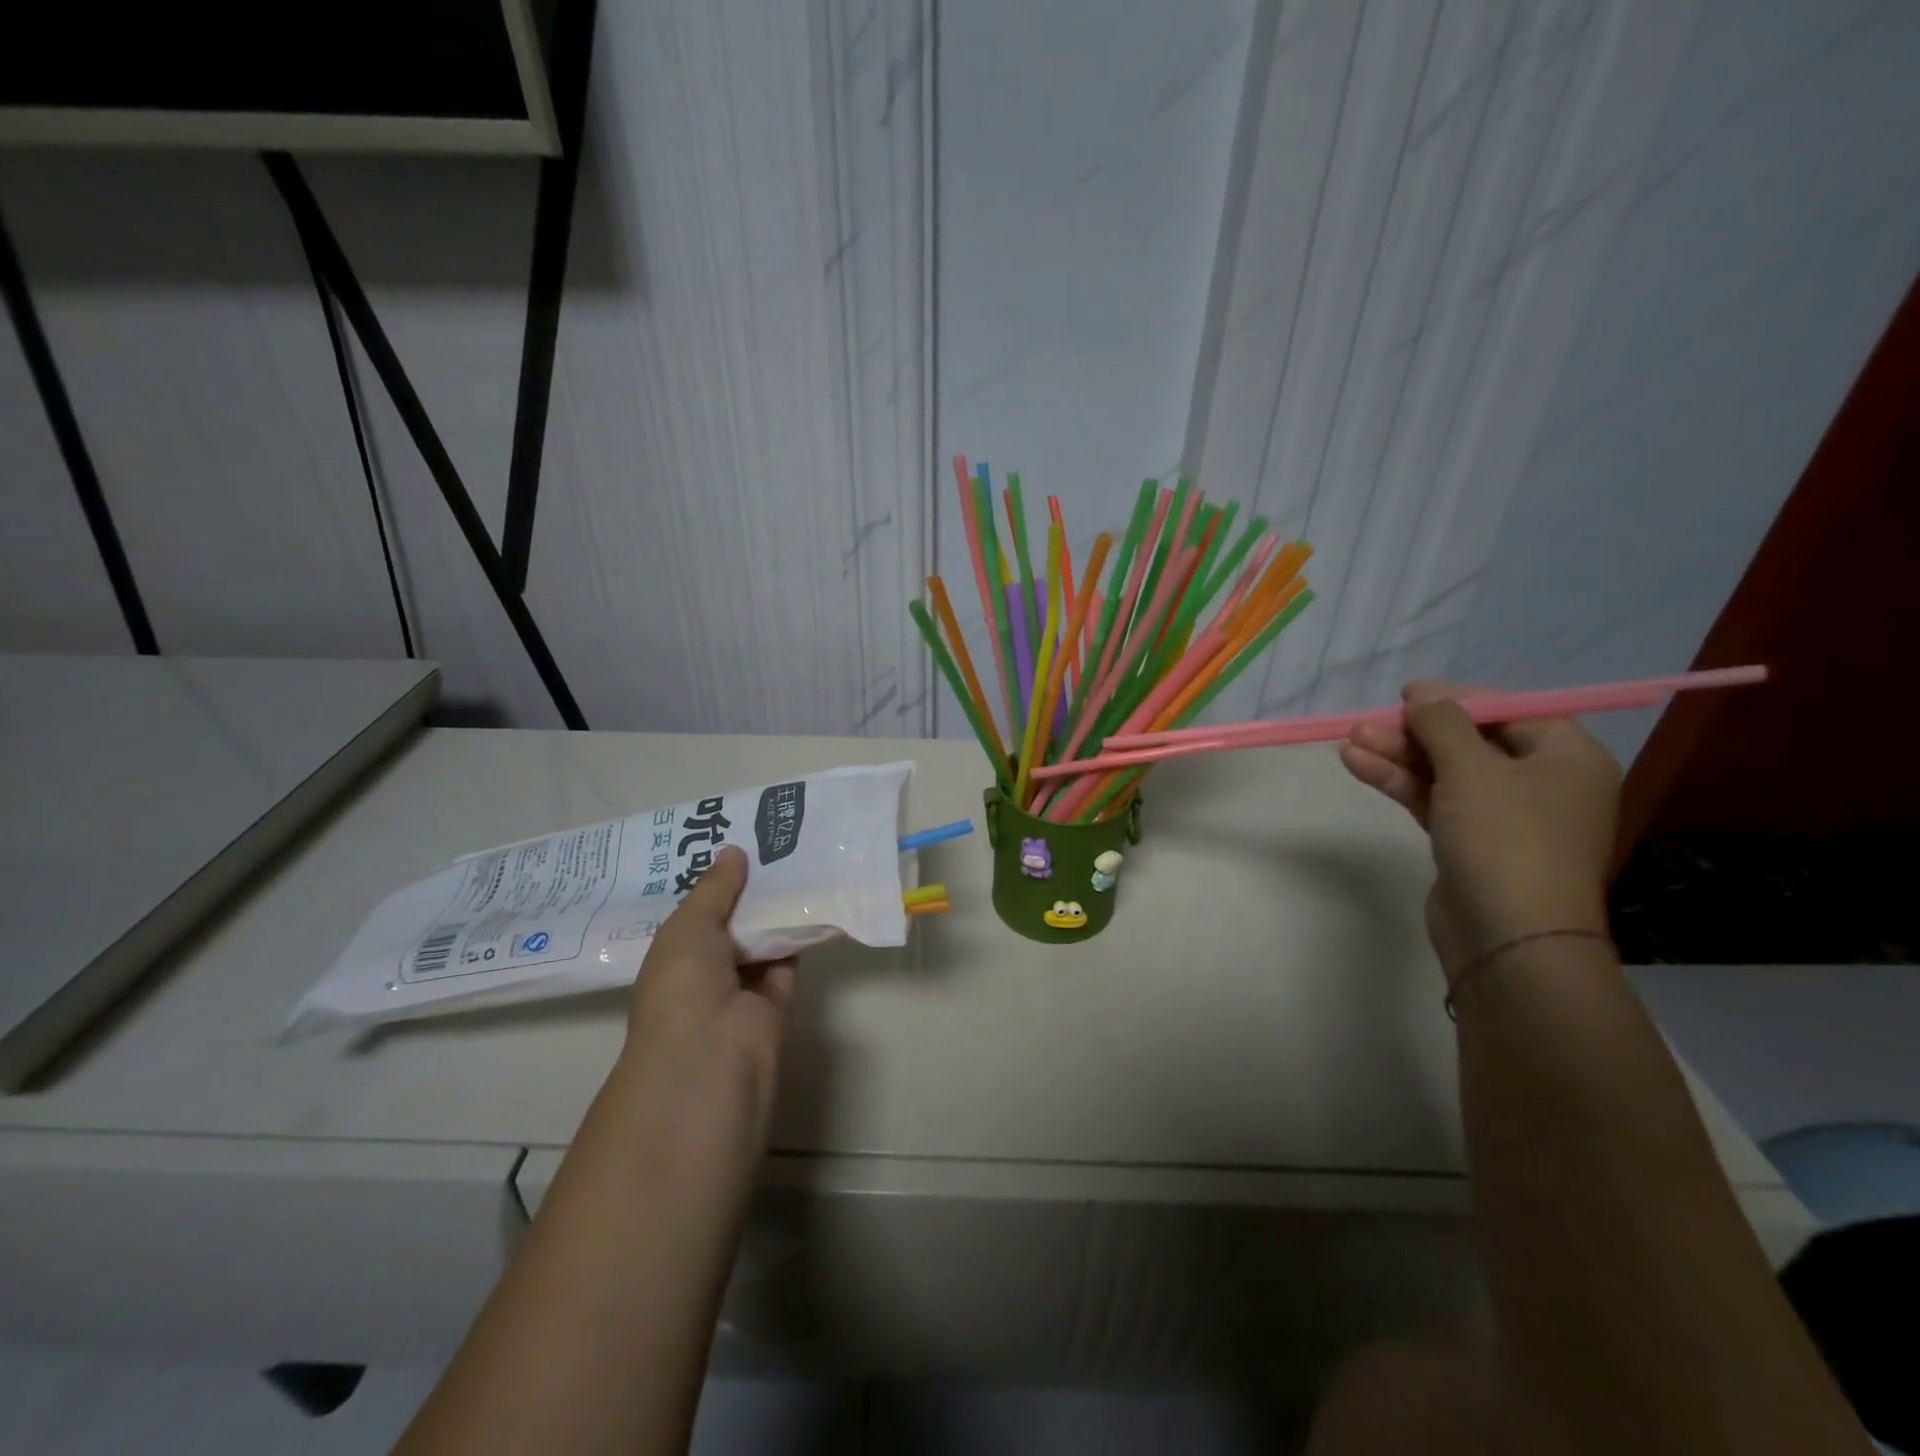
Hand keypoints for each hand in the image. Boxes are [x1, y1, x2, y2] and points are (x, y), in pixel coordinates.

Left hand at [622, 845, 795, 1142]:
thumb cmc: (682, 985)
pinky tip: (818, 895)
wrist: (711, 1056)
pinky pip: (791, 957)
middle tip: (777, 839)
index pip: (697, 909)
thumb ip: (715, 888)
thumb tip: (735, 850)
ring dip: (779, 906)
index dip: (715, 878)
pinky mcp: (778, 998)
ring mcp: (743, 986)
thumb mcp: (689, 926)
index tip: (739, 838)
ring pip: (764, 937)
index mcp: (674, 952)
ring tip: (802, 855)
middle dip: (751, 886)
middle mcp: (706, 968)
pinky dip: (803, 932)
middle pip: (734, 919)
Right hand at [1338, 681, 1620, 977]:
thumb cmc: (1506, 839)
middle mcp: (1541, 784)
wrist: (1509, 938)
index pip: (1512, 712)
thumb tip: (1422, 694)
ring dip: (1398, 756)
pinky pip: (1434, 800)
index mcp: (1567, 759)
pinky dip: (1400, 783)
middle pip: (1471, 743)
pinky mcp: (1469, 843)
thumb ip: (1443, 724)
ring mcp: (1504, 818)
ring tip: (1350, 741)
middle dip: (1415, 733)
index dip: (1459, 700)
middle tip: (1367, 723)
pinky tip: (1359, 765)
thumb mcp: (1473, 769)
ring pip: (1445, 773)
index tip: (1408, 695)